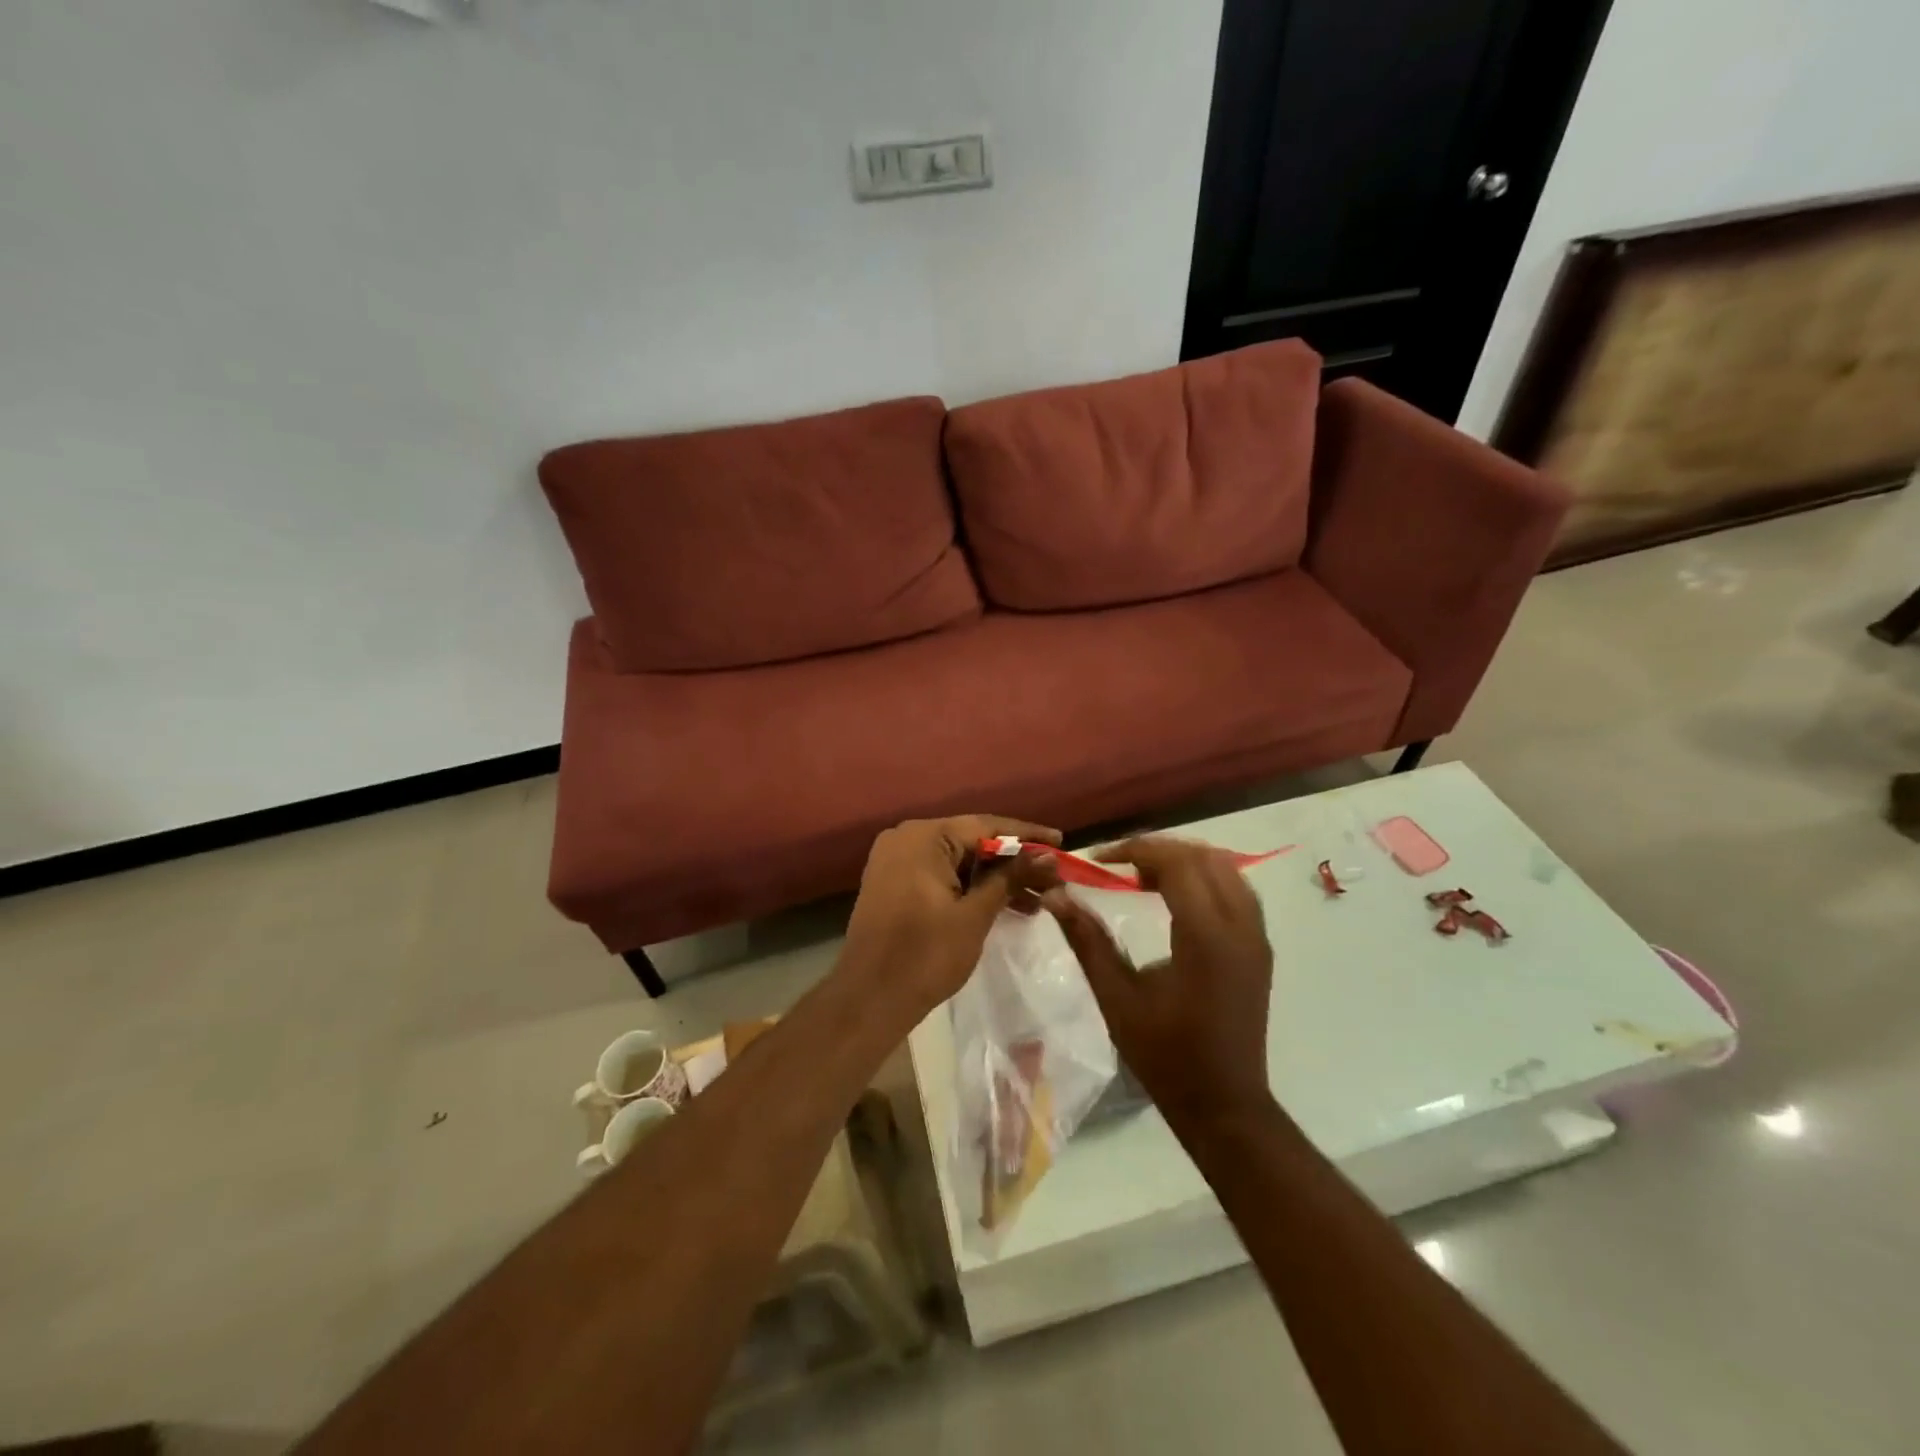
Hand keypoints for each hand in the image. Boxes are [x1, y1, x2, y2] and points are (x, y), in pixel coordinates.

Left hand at [841, 814, 1062, 1016]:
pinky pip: (941, 875)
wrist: (869, 999)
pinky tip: (1004, 905)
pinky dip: (970, 888)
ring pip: (958, 861)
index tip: (1061, 841)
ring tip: (1038, 899)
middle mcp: (906, 838)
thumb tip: (1049, 855)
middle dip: (1013, 861)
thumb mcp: (975, 914)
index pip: (986, 825)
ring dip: (994, 879)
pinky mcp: (895, 883)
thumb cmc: (925, 955)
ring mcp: (896, 860)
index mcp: (923, 837)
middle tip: (1053, 877)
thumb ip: (1010, 878)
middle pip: (972, 841)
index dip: (1027, 835)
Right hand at [1042, 837, 1273, 1122]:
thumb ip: (1087, 940)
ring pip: (1226, 868)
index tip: (1100, 859)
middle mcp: (1240, 927)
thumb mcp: (1117, 998)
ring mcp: (1256, 936)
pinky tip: (1175, 895)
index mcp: (1205, 938)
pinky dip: (1205, 877)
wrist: (1224, 1104)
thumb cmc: (1165, 1055)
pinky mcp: (1260, 947)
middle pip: (1204, 857)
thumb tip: (1055, 895)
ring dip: (1184, 860)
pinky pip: (1237, 889)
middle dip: (1159, 849)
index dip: (1136, 849)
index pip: (1177, 864)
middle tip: (1119, 864)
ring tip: (1143, 875)